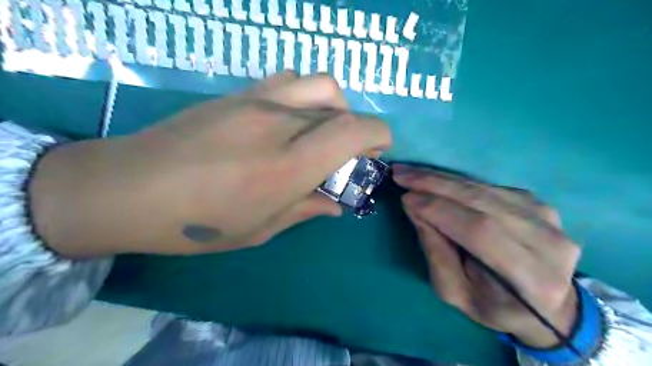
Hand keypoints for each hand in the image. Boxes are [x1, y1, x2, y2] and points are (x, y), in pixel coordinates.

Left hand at [32, 74, 390, 255]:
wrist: (125, 188)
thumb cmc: (196, 224)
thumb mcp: (259, 229)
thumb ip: (305, 209)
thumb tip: (335, 204)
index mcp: (287, 166)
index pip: (352, 131)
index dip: (378, 135)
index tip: (378, 151)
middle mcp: (278, 124)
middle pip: (340, 107)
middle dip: (357, 129)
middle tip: (348, 153)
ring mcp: (256, 101)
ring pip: (319, 83)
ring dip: (334, 106)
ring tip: (321, 130)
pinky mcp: (237, 93)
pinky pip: (288, 80)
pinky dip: (305, 96)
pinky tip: (290, 119)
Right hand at [392, 164, 579, 347]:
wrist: (544, 303)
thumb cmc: (494, 306)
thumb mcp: (455, 291)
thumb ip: (435, 251)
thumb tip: (414, 207)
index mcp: (532, 279)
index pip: (480, 232)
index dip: (440, 211)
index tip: (406, 197)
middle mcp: (548, 242)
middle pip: (483, 202)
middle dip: (435, 185)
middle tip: (401, 174)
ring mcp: (547, 218)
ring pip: (484, 188)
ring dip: (442, 178)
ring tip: (411, 172)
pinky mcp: (538, 203)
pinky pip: (488, 186)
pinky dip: (456, 181)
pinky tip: (434, 179)